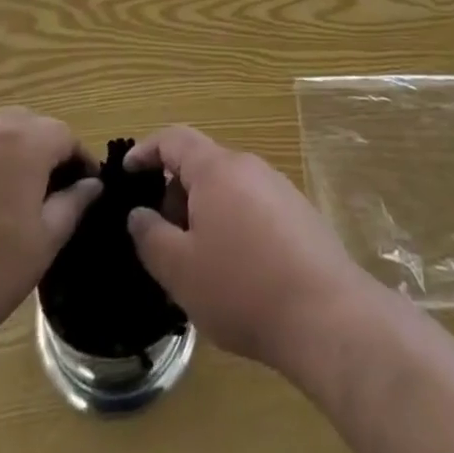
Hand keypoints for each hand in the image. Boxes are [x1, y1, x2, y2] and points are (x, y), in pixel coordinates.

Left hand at [0, 108, 100, 374]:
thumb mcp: (41, 245)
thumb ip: (72, 205)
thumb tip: (90, 184)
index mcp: (23, 141)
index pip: (64, 136)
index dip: (78, 162)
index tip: (81, 192)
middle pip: (28, 127)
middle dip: (42, 154)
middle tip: (44, 199)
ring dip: (6, 158)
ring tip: (2, 204)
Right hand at [123, 126, 372, 369]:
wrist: (326, 314)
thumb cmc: (242, 287)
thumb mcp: (181, 270)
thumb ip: (150, 236)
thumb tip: (139, 213)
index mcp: (217, 168)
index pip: (174, 138)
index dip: (147, 151)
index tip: (127, 173)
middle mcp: (248, 166)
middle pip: (202, 165)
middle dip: (175, 195)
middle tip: (161, 240)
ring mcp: (278, 187)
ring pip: (227, 189)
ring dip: (204, 214)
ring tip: (196, 263)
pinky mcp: (299, 213)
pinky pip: (252, 207)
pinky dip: (232, 226)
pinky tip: (235, 272)